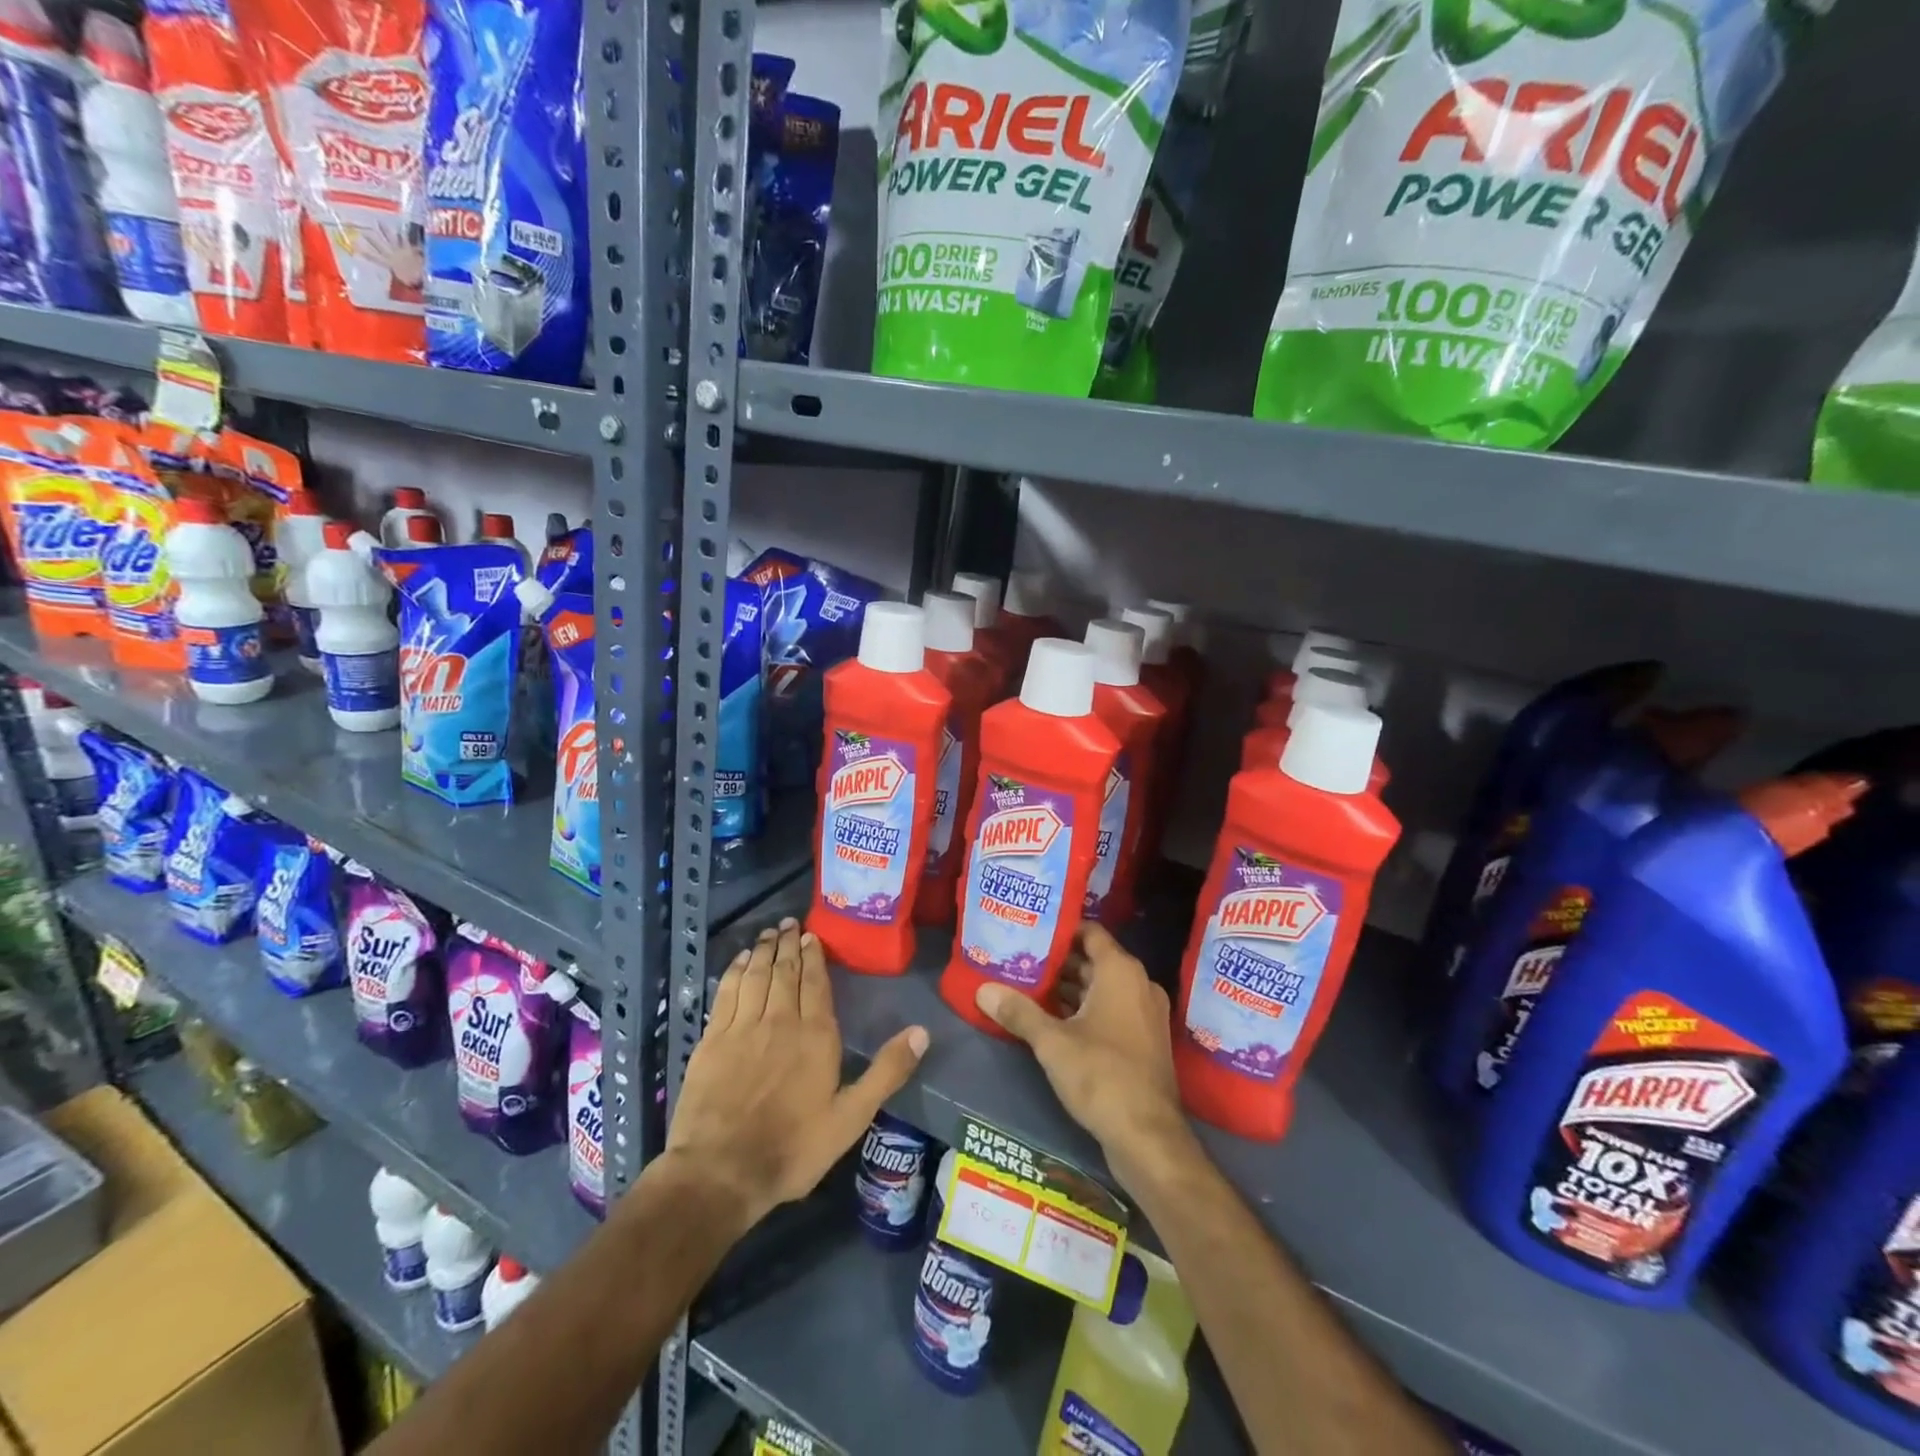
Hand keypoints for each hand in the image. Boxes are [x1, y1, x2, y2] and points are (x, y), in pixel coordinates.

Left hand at [664, 917, 928, 1229]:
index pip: (815, 982)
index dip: (814, 956)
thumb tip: (922, 1032)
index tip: (812, 936)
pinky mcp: (712, 1040)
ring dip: (764, 950)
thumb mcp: (852, 1117)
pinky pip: (726, 993)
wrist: (721, 1172)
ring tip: (769, 932)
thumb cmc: (793, 1148)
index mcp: (816, 1035)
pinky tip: (740, 961)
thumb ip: (887, 1072)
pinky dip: (735, 971)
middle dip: (788, 944)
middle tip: (790, 923)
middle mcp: (780, 1020)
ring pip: (756, 976)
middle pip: (785, 972)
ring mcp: (743, 1027)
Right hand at [974, 923, 1196, 1187]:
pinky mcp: (1143, 1041)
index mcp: (1121, 972)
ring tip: (1026, 988)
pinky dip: (1083, 1011)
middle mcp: (1138, 985)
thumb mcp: (1052, 1042)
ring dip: (1068, 989)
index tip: (1030, 931)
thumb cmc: (1101, 1075)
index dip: (1060, 929)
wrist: (1148, 1137)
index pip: (1090, 932)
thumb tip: (983, 989)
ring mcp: (1145, 1015)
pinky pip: (1110, 1011)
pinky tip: (1050, 1021)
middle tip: (1020, 961)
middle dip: (1057, 962)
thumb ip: (1018, 1012)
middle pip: (1092, 961)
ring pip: (1100, 989)